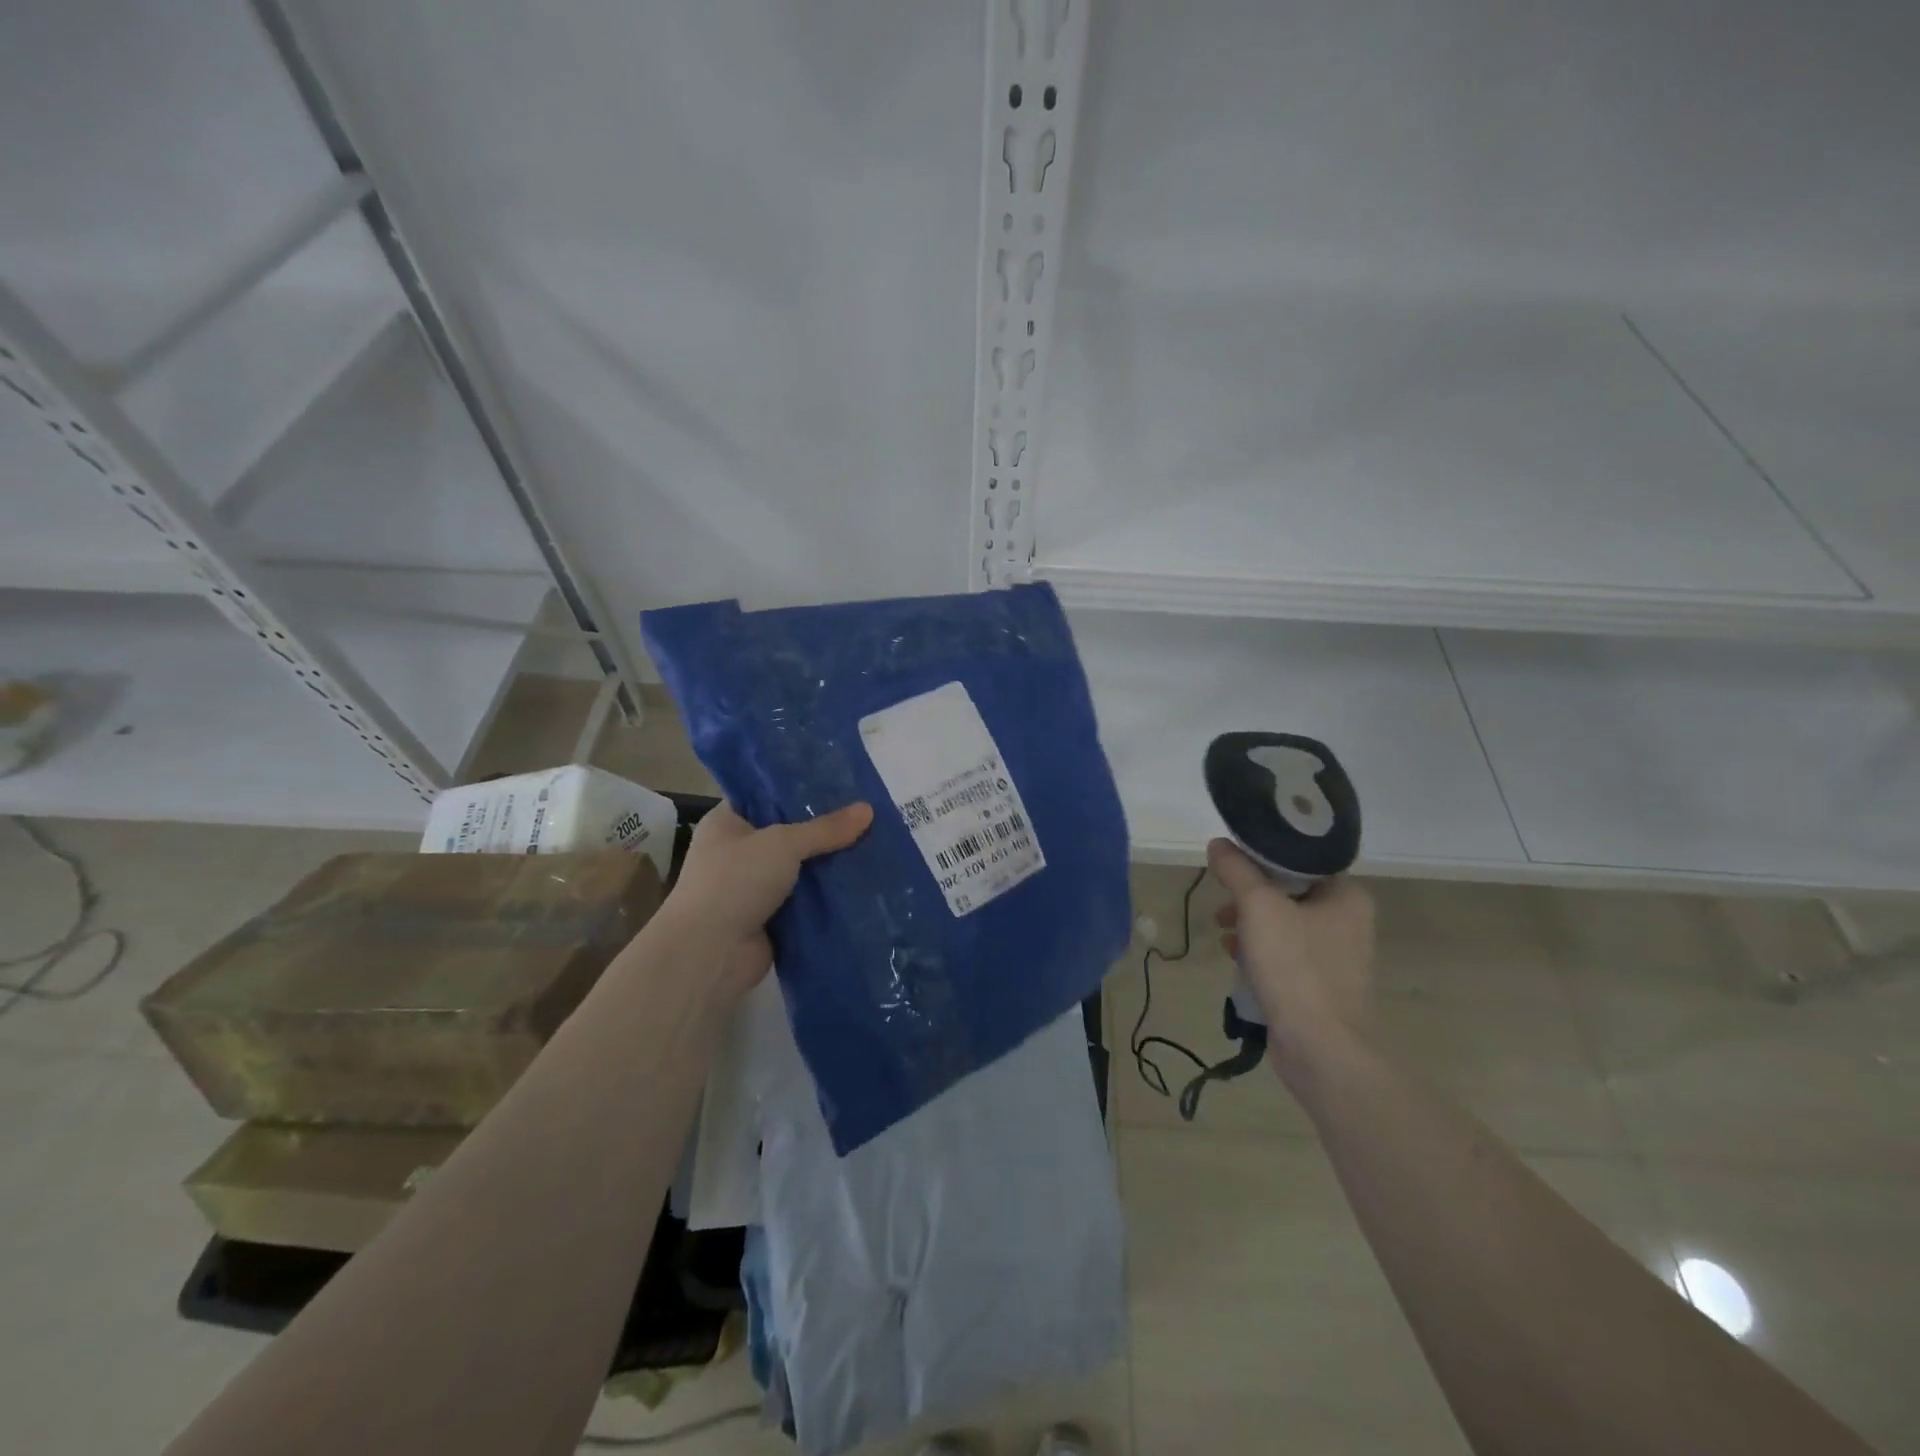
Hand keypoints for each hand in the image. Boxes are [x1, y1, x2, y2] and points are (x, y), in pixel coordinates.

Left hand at [664, 800, 873, 997]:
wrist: (709, 955)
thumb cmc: (735, 882)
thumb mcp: (783, 844)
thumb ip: (825, 829)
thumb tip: (869, 809)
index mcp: (728, 823)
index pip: (766, 796)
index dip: (801, 790)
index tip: (841, 785)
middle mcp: (738, 852)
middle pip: (789, 834)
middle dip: (825, 830)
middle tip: (868, 816)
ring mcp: (753, 888)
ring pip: (801, 869)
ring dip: (830, 865)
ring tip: (875, 846)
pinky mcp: (770, 919)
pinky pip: (806, 901)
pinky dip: (828, 897)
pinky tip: (863, 884)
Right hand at [1207, 838, 1374, 1072]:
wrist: (1322, 1048)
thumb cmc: (1296, 967)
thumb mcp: (1258, 906)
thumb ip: (1237, 870)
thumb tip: (1219, 844)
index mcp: (1347, 896)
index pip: (1301, 860)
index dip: (1261, 857)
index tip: (1231, 863)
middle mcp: (1348, 922)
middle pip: (1288, 892)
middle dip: (1249, 896)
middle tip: (1222, 903)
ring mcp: (1336, 957)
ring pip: (1283, 924)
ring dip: (1250, 925)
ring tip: (1223, 932)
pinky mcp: (1320, 986)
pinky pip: (1284, 955)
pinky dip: (1260, 952)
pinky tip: (1236, 959)